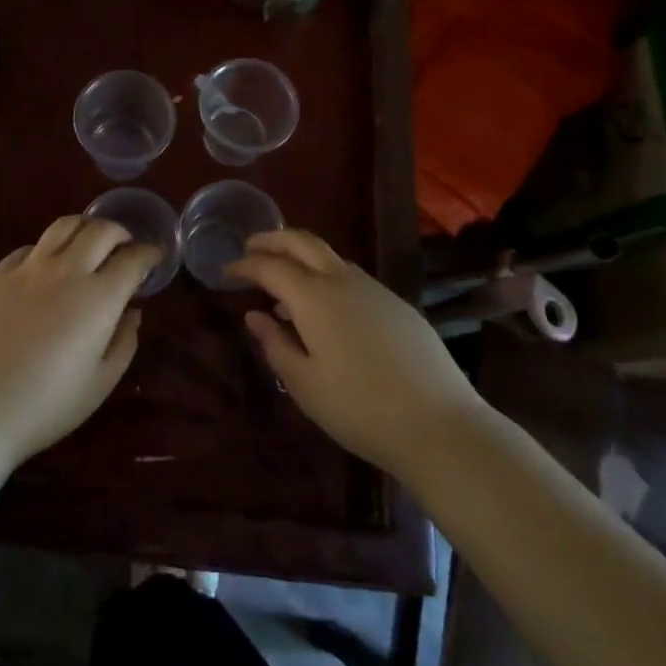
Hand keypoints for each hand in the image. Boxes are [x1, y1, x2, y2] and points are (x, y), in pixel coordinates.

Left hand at [0, 217, 157, 468]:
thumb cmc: (45, 406)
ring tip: (90, 243)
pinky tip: (48, 266)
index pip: (133, 259)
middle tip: (126, 247)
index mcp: (98, 298)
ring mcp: (29, 268)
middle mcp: (66, 271)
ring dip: (85, 228)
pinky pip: (31, 247)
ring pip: (64, 226)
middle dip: (121, 233)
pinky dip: (49, 248)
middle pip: (101, 230)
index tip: (155, 258)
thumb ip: (123, 342)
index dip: (149, 254)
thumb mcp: (99, 384)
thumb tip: (132, 312)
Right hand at [230, 229, 479, 479]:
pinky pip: (352, 277)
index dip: (245, 265)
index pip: (270, 266)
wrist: (440, 425)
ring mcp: (375, 289)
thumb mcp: (305, 385)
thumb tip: (255, 316)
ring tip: (284, 285)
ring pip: (330, 257)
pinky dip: (327, 277)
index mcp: (314, 297)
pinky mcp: (397, 305)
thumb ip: (275, 345)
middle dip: (273, 239)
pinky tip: (326, 310)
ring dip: (301, 258)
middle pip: (303, 241)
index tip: (225, 271)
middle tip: (250, 248)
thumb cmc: (360, 409)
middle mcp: (343, 281)